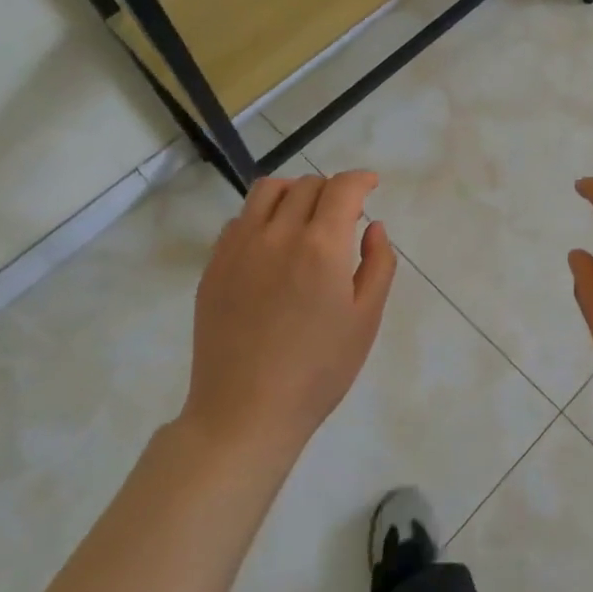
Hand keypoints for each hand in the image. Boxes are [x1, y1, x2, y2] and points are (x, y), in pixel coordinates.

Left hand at [184, 171, 396, 463]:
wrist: (246, 412)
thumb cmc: (319, 370)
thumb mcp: (366, 319)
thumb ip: (378, 264)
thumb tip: (374, 226)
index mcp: (322, 246)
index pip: (343, 188)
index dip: (361, 180)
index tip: (371, 186)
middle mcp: (278, 234)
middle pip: (307, 185)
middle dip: (332, 190)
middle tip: (344, 214)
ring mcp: (239, 247)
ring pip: (267, 191)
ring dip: (294, 192)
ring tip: (305, 215)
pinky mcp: (214, 266)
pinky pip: (239, 220)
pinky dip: (262, 216)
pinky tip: (272, 244)